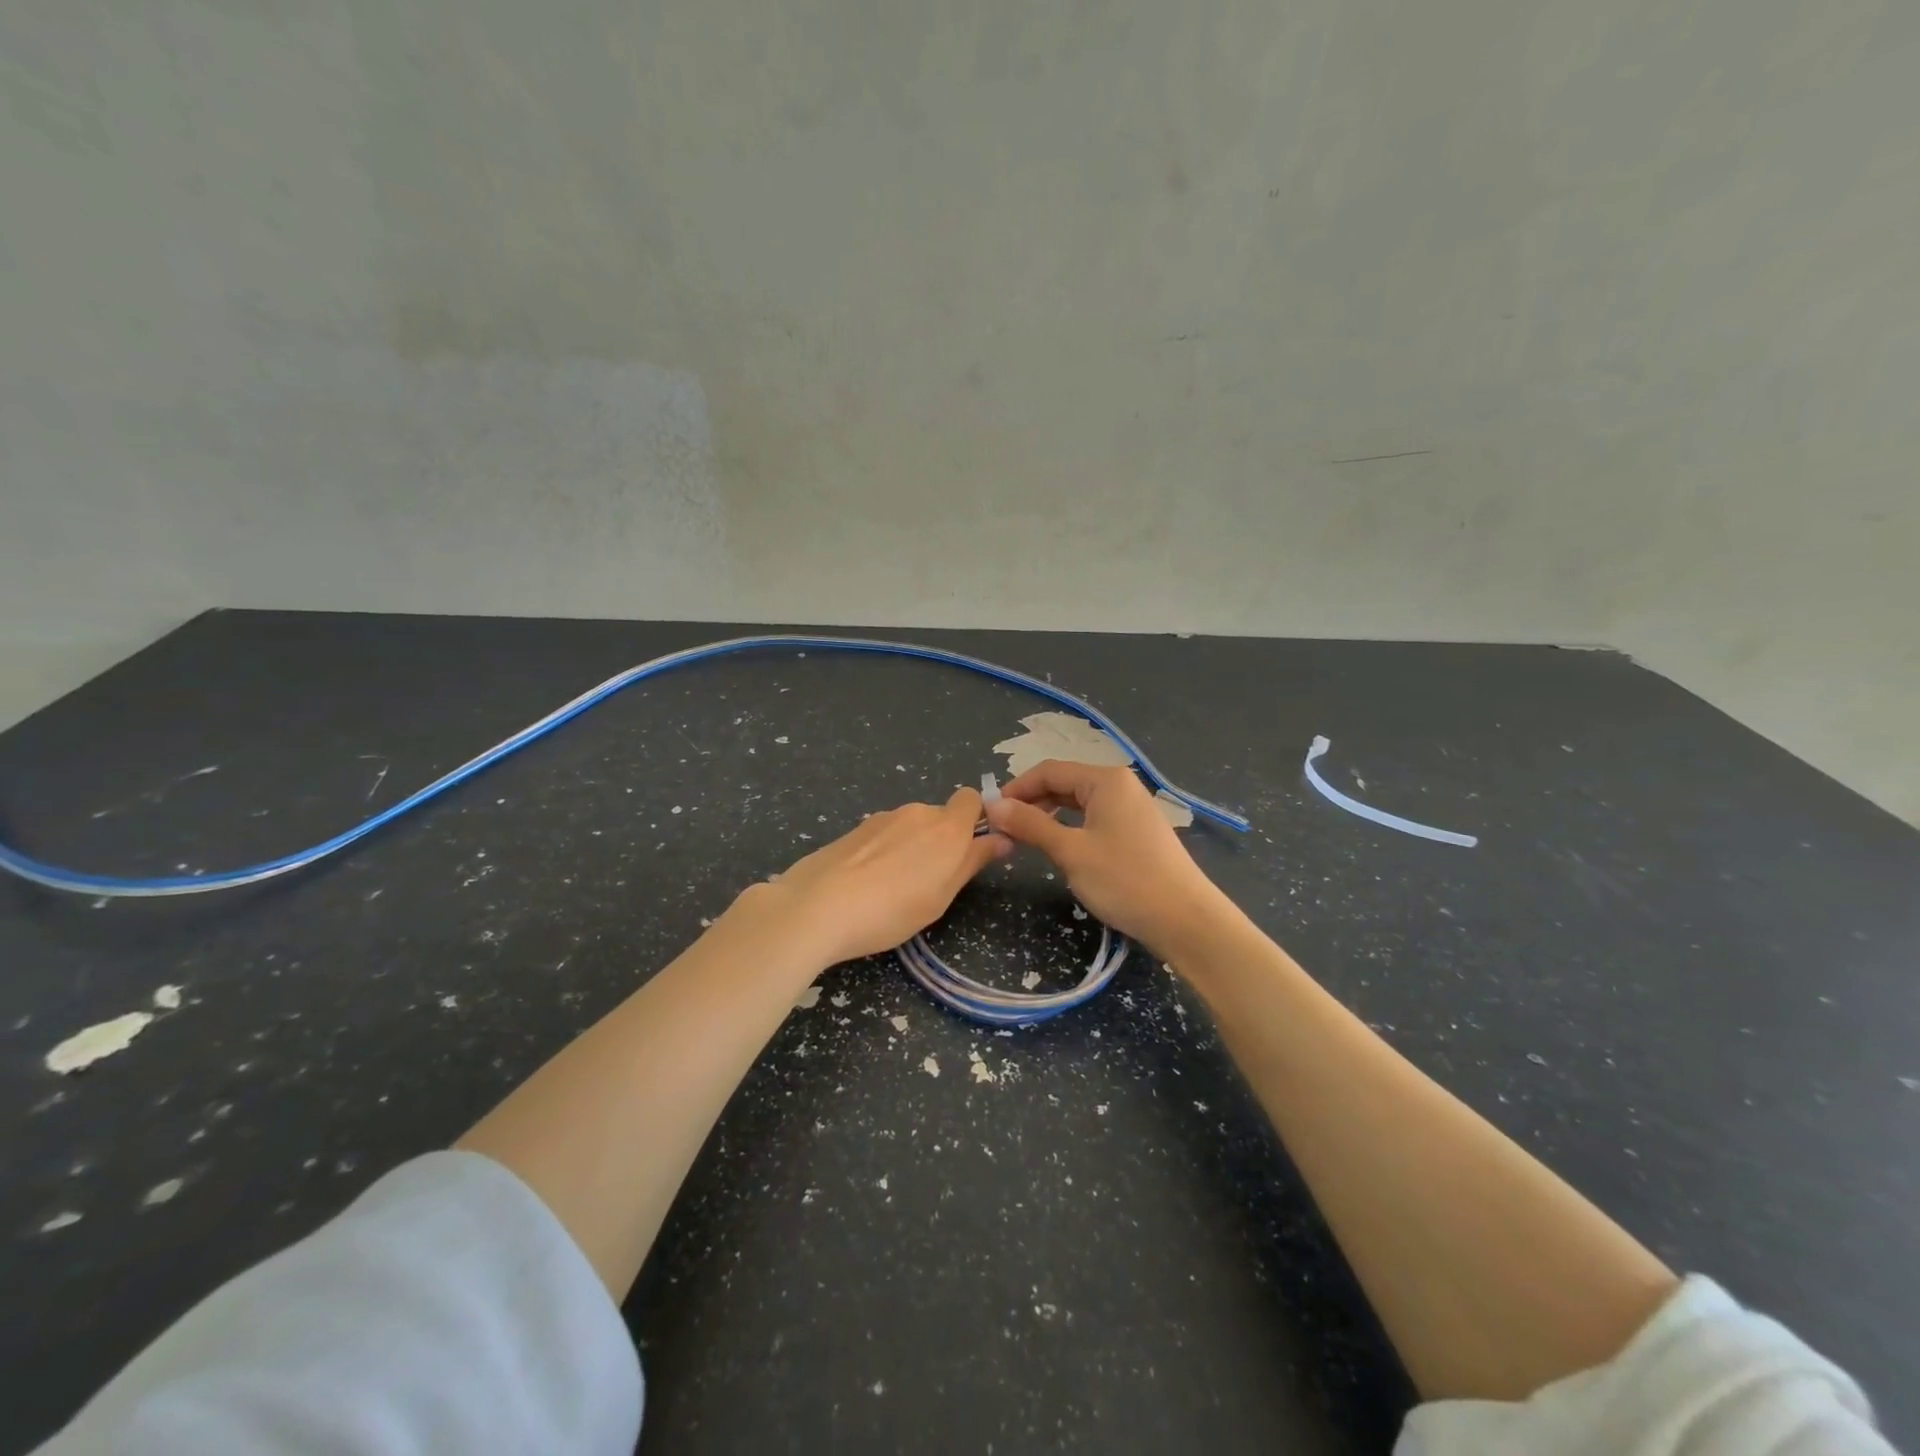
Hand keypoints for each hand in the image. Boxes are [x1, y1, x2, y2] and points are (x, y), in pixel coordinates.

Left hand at [753, 787, 1012, 965]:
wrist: (817, 907)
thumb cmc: (892, 909)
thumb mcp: (942, 895)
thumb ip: (973, 861)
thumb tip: (1002, 838)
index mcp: (946, 826)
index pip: (971, 799)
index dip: (975, 819)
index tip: (970, 849)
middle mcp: (916, 812)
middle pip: (939, 817)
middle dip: (939, 841)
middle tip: (929, 883)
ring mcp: (880, 818)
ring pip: (908, 827)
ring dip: (909, 848)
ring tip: (891, 889)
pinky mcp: (853, 830)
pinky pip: (881, 836)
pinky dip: (882, 853)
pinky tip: (865, 885)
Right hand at [983, 760, 1229, 956]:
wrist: (1185, 920)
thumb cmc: (1124, 880)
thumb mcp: (1070, 851)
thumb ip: (1030, 825)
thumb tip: (993, 806)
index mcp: (1105, 780)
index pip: (1048, 771)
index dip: (1016, 789)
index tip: (990, 813)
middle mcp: (1120, 785)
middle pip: (1064, 783)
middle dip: (1031, 802)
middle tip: (1003, 828)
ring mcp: (1132, 808)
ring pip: (1079, 802)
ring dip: (1049, 815)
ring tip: (1024, 838)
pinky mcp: (1137, 831)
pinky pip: (1094, 818)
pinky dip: (1070, 827)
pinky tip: (1059, 846)